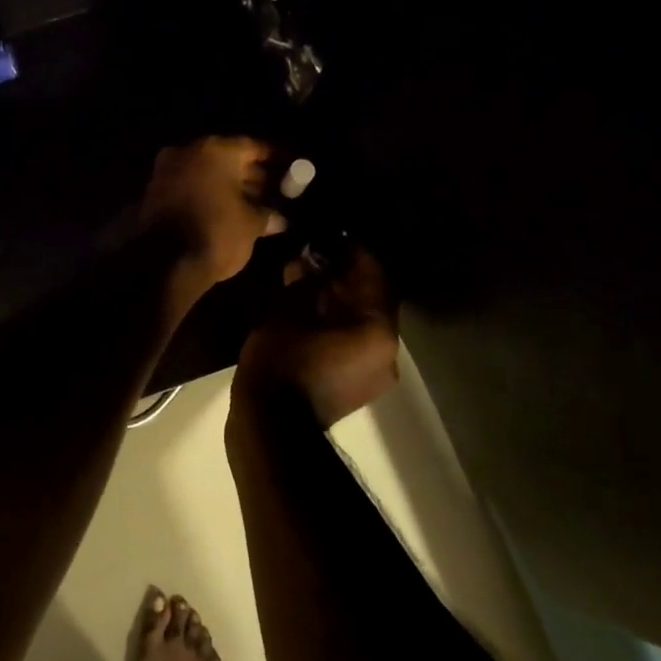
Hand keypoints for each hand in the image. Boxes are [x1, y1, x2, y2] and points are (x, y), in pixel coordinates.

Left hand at [139, 136, 287, 293]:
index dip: (275, 157)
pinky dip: (209, 195)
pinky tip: (229, 211)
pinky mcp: (155, 193)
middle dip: (252, 174)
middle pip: (227, 158)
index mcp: (215, 150)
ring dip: (230, 186)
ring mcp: (167, 171)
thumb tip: (279, 219)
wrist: (164, 263)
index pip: (252, 146)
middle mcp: (188, 152)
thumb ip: (267, 215)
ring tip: (257, 204)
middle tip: (276, 189)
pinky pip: (191, 187)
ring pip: (207, 173)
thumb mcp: (251, 224)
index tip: (291, 166)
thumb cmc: (216, 233)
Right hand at [237, 247, 399, 428]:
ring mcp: (376, 373)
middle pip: (371, 299)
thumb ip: (304, 280)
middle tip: (315, 256)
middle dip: (343, 276)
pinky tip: (308, 312)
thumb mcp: (287, 310)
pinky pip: (353, 343)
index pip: (373, 274)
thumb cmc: (282, 362)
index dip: (351, 250)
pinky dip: (336, 324)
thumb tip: (307, 260)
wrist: (271, 427)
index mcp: (378, 328)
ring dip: (339, 301)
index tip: (330, 234)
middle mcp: (389, 351)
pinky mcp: (358, 386)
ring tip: (308, 282)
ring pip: (362, 322)